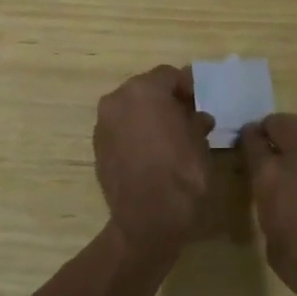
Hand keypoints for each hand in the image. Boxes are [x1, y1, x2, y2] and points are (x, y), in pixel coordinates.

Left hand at [93, 65, 215, 254]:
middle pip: (145, 89)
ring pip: (130, 110)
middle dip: (165, 100)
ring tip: (170, 136)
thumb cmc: (180, 173)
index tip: (200, 102)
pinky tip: (152, 152)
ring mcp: (103, 124)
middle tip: (186, 117)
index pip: (169, 75)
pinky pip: (120, 130)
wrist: (147, 220)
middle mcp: (117, 100)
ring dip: (148, 116)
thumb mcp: (199, 143)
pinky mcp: (97, 148)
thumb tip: (198, 117)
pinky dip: (135, 133)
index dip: (187, 86)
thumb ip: (196, 121)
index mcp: (144, 90)